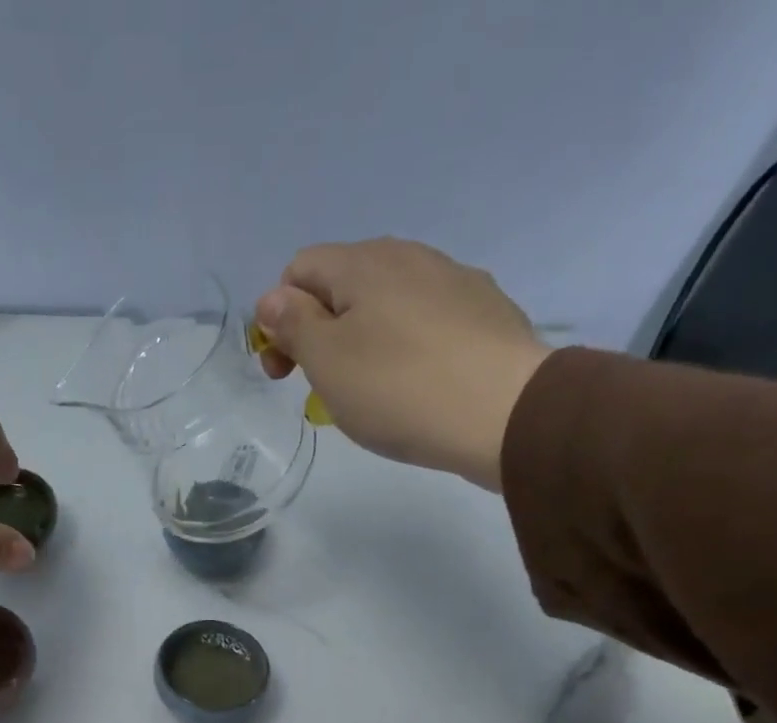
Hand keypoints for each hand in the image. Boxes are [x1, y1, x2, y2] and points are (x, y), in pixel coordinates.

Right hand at [253, 239, 551, 489]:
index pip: (298, 269)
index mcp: (363, 263)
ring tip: (368, 390)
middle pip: (342, 283)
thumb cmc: (397, 388)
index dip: (278, 317)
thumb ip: (293, 324)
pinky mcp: (483, 310)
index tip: (284, 370)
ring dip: (361, 339)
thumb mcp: (326, 361)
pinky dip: (403, 346)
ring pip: (385, 302)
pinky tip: (413, 384)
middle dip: (318, 329)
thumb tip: (273, 299)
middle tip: (320, 384)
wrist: (502, 411)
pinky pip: (424, 320)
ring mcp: (452, 279)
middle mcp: (409, 256)